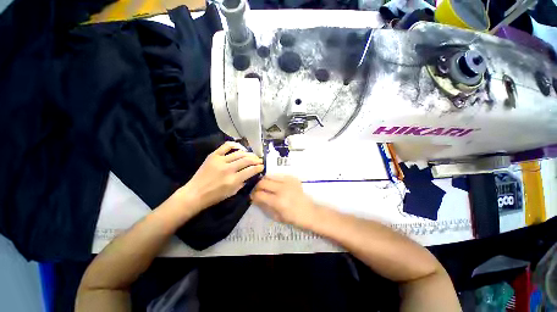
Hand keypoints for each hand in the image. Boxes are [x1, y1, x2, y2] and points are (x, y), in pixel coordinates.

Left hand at [179, 141, 263, 211]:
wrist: (195, 193)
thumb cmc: (215, 196)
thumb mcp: (232, 192)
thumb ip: (243, 182)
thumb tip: (251, 174)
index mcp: (233, 180)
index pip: (251, 170)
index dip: (259, 167)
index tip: (262, 166)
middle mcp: (228, 169)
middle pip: (247, 160)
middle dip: (256, 159)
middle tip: (260, 160)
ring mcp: (220, 160)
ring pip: (239, 153)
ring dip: (249, 153)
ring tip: (253, 155)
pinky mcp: (213, 156)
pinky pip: (226, 146)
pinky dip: (235, 145)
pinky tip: (241, 148)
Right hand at [251, 175, 317, 227]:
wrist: (310, 212)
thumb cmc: (293, 218)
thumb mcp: (276, 216)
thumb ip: (264, 206)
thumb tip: (255, 199)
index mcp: (278, 201)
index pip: (259, 194)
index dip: (253, 195)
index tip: (252, 196)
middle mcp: (281, 189)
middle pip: (262, 182)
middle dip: (256, 186)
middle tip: (257, 190)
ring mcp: (288, 181)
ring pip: (269, 176)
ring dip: (264, 181)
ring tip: (264, 185)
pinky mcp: (292, 178)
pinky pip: (278, 175)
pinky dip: (274, 179)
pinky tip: (275, 184)